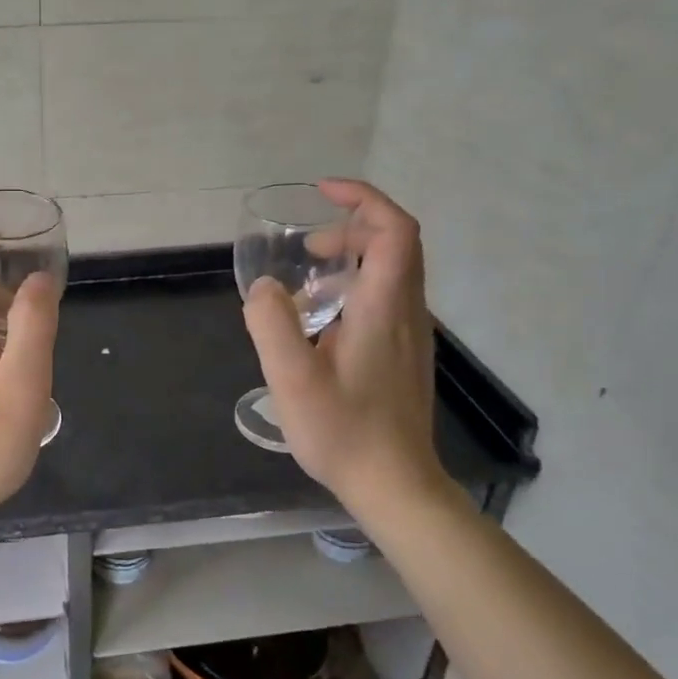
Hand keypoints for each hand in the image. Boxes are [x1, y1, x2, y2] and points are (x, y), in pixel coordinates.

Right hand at [241, 180, 445, 503]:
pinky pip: (387, 298)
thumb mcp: (292, 379)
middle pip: (396, 244)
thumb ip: (272, 324)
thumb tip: (266, 287)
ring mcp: (411, 335)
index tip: (323, 193)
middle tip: (305, 247)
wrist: (395, 485)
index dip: (363, 199)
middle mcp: (407, 312)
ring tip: (305, 285)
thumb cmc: (344, 432)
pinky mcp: (405, 354)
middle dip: (351, 227)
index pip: (394, 230)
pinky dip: (355, 287)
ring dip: (352, 259)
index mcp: (384, 308)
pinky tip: (320, 322)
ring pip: (392, 271)